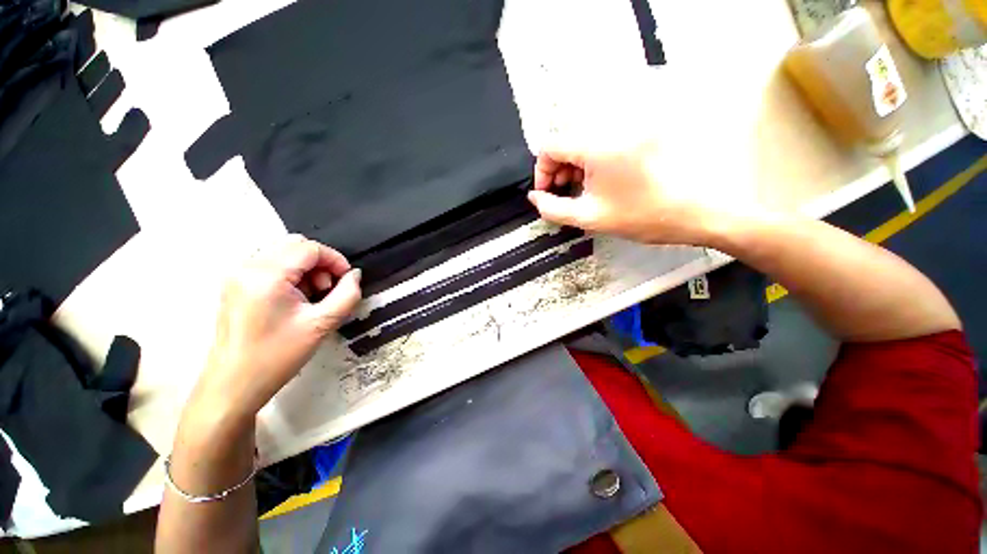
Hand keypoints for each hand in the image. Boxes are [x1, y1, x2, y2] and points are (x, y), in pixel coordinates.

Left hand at [187, 235, 361, 424]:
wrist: (233, 385)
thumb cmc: (278, 356)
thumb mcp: (322, 324)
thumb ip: (347, 294)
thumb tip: (354, 274)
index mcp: (266, 275)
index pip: (309, 248)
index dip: (335, 259)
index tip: (346, 280)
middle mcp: (247, 267)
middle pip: (294, 244)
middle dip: (320, 262)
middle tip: (327, 289)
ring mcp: (237, 275)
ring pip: (283, 253)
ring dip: (306, 268)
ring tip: (312, 297)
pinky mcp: (235, 285)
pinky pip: (271, 265)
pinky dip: (291, 274)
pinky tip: (295, 299)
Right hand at [527, 141, 757, 245]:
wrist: (700, 210)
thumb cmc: (644, 215)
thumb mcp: (590, 217)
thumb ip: (553, 209)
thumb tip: (535, 197)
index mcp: (595, 145)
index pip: (550, 146)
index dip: (542, 172)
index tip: (547, 193)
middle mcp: (611, 126)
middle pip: (567, 141)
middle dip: (559, 170)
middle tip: (565, 193)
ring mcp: (630, 126)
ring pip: (585, 140)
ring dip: (576, 165)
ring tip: (585, 190)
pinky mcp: (643, 131)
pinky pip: (605, 141)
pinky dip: (595, 160)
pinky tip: (603, 180)